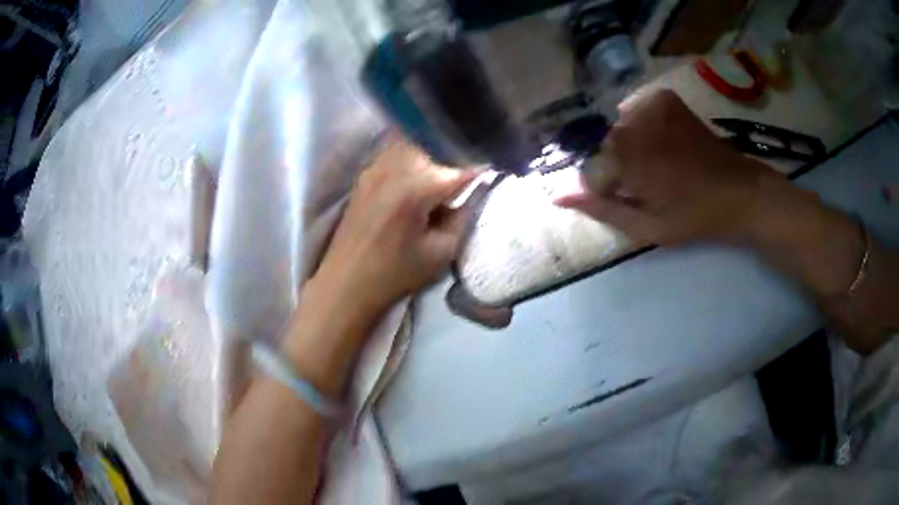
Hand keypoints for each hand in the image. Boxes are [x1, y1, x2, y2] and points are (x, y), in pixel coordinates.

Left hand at [311, 135, 478, 322]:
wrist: (346, 282)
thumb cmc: (396, 274)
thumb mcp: (440, 253)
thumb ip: (463, 216)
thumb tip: (475, 190)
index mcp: (416, 188)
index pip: (460, 168)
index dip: (481, 167)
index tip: (495, 168)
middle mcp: (395, 167)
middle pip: (435, 142)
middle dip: (456, 150)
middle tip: (470, 163)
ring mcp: (376, 166)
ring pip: (413, 139)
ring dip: (434, 146)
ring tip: (448, 162)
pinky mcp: (366, 172)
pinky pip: (395, 148)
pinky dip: (413, 150)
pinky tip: (421, 167)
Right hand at [556, 89, 776, 245]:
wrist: (739, 190)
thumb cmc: (695, 215)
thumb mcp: (647, 226)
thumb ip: (601, 209)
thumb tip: (556, 196)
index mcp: (627, 154)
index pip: (588, 169)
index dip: (602, 189)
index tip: (624, 200)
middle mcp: (631, 120)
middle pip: (601, 145)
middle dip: (614, 166)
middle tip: (642, 184)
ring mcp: (649, 103)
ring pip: (617, 128)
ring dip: (627, 148)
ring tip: (655, 166)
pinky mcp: (664, 98)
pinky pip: (634, 112)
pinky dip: (639, 128)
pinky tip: (660, 144)